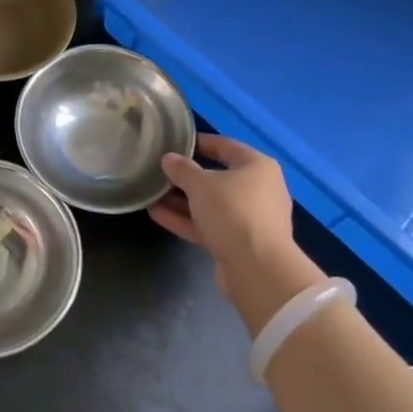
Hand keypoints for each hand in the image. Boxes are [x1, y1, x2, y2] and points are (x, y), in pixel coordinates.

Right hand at [149, 134, 322, 333]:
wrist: (257, 269)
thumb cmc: (233, 212)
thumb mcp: (201, 185)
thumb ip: (182, 169)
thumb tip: (169, 159)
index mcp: (258, 167)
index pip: (226, 146)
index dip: (201, 142)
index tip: (177, 142)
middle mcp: (259, 190)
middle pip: (218, 177)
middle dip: (187, 176)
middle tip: (160, 171)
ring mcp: (250, 219)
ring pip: (212, 204)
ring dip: (183, 200)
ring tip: (152, 194)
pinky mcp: (239, 243)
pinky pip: (210, 225)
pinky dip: (187, 220)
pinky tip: (158, 215)